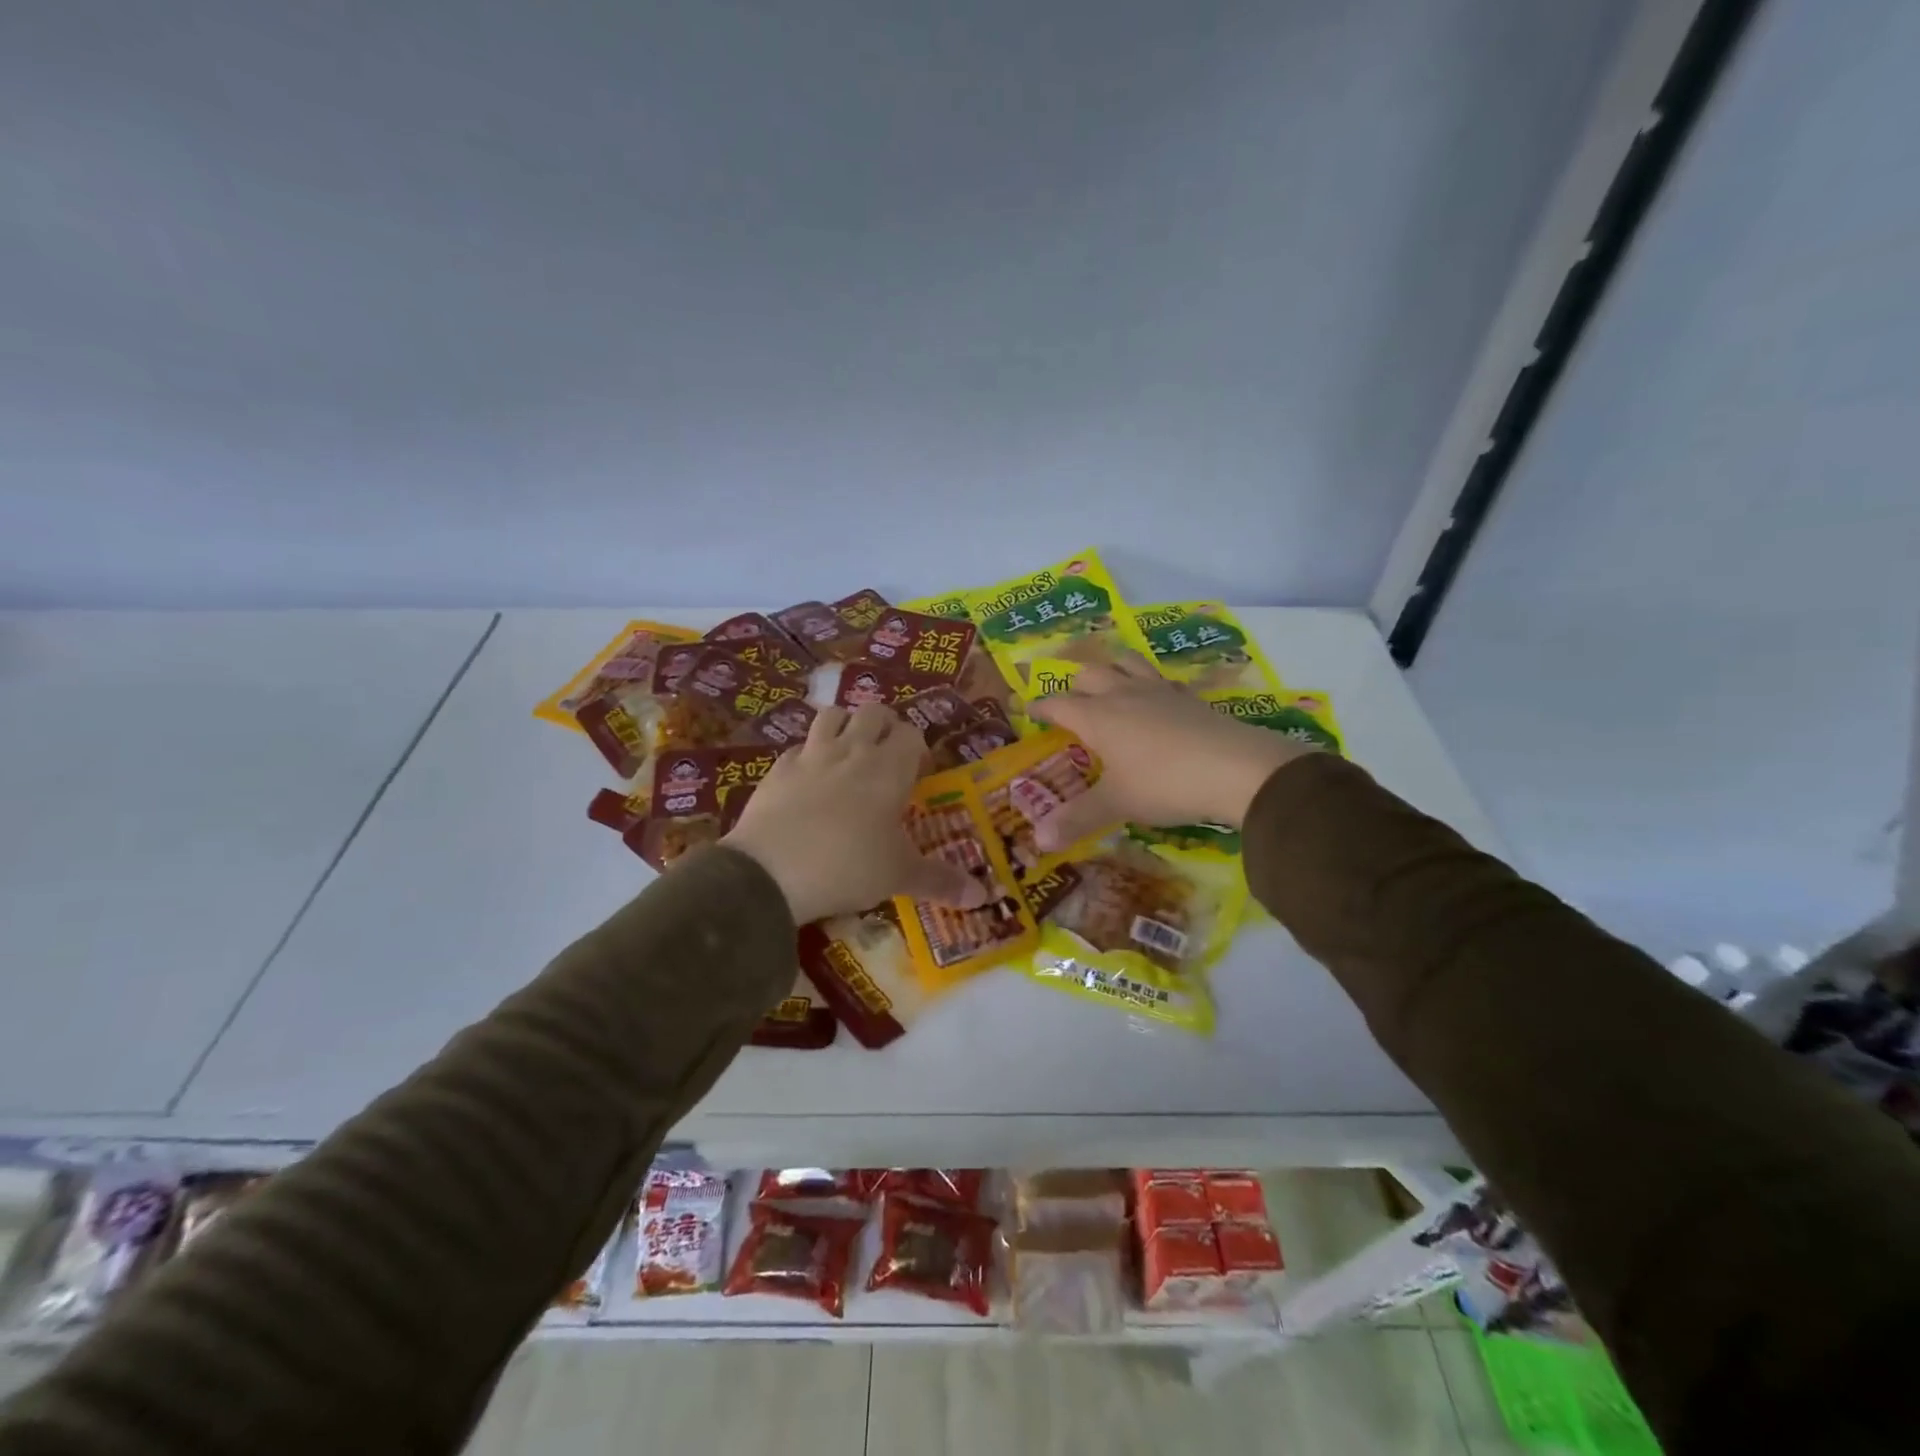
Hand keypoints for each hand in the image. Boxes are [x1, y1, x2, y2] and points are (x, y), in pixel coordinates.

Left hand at [721, 704, 987, 924]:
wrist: (770, 871)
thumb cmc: (848, 866)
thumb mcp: (899, 876)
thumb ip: (940, 881)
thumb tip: (982, 897)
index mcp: (889, 768)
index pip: (911, 734)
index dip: (918, 749)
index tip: (918, 774)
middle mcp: (852, 750)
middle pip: (874, 713)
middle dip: (885, 726)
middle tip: (887, 757)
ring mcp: (811, 755)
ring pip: (833, 715)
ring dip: (845, 725)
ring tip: (848, 753)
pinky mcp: (777, 768)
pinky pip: (798, 747)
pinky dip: (808, 754)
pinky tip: (809, 779)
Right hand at [1027, 655, 1314, 850]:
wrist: (1237, 769)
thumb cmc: (1165, 784)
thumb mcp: (1117, 804)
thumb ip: (1077, 819)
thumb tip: (1039, 841)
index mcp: (1098, 717)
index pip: (1058, 703)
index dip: (1040, 706)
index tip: (1028, 709)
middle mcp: (1124, 695)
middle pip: (1091, 673)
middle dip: (1075, 684)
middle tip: (1070, 702)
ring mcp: (1160, 692)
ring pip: (1127, 663)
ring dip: (1113, 668)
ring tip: (1110, 682)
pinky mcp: (1190, 698)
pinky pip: (1162, 679)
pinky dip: (1150, 682)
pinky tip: (1157, 697)